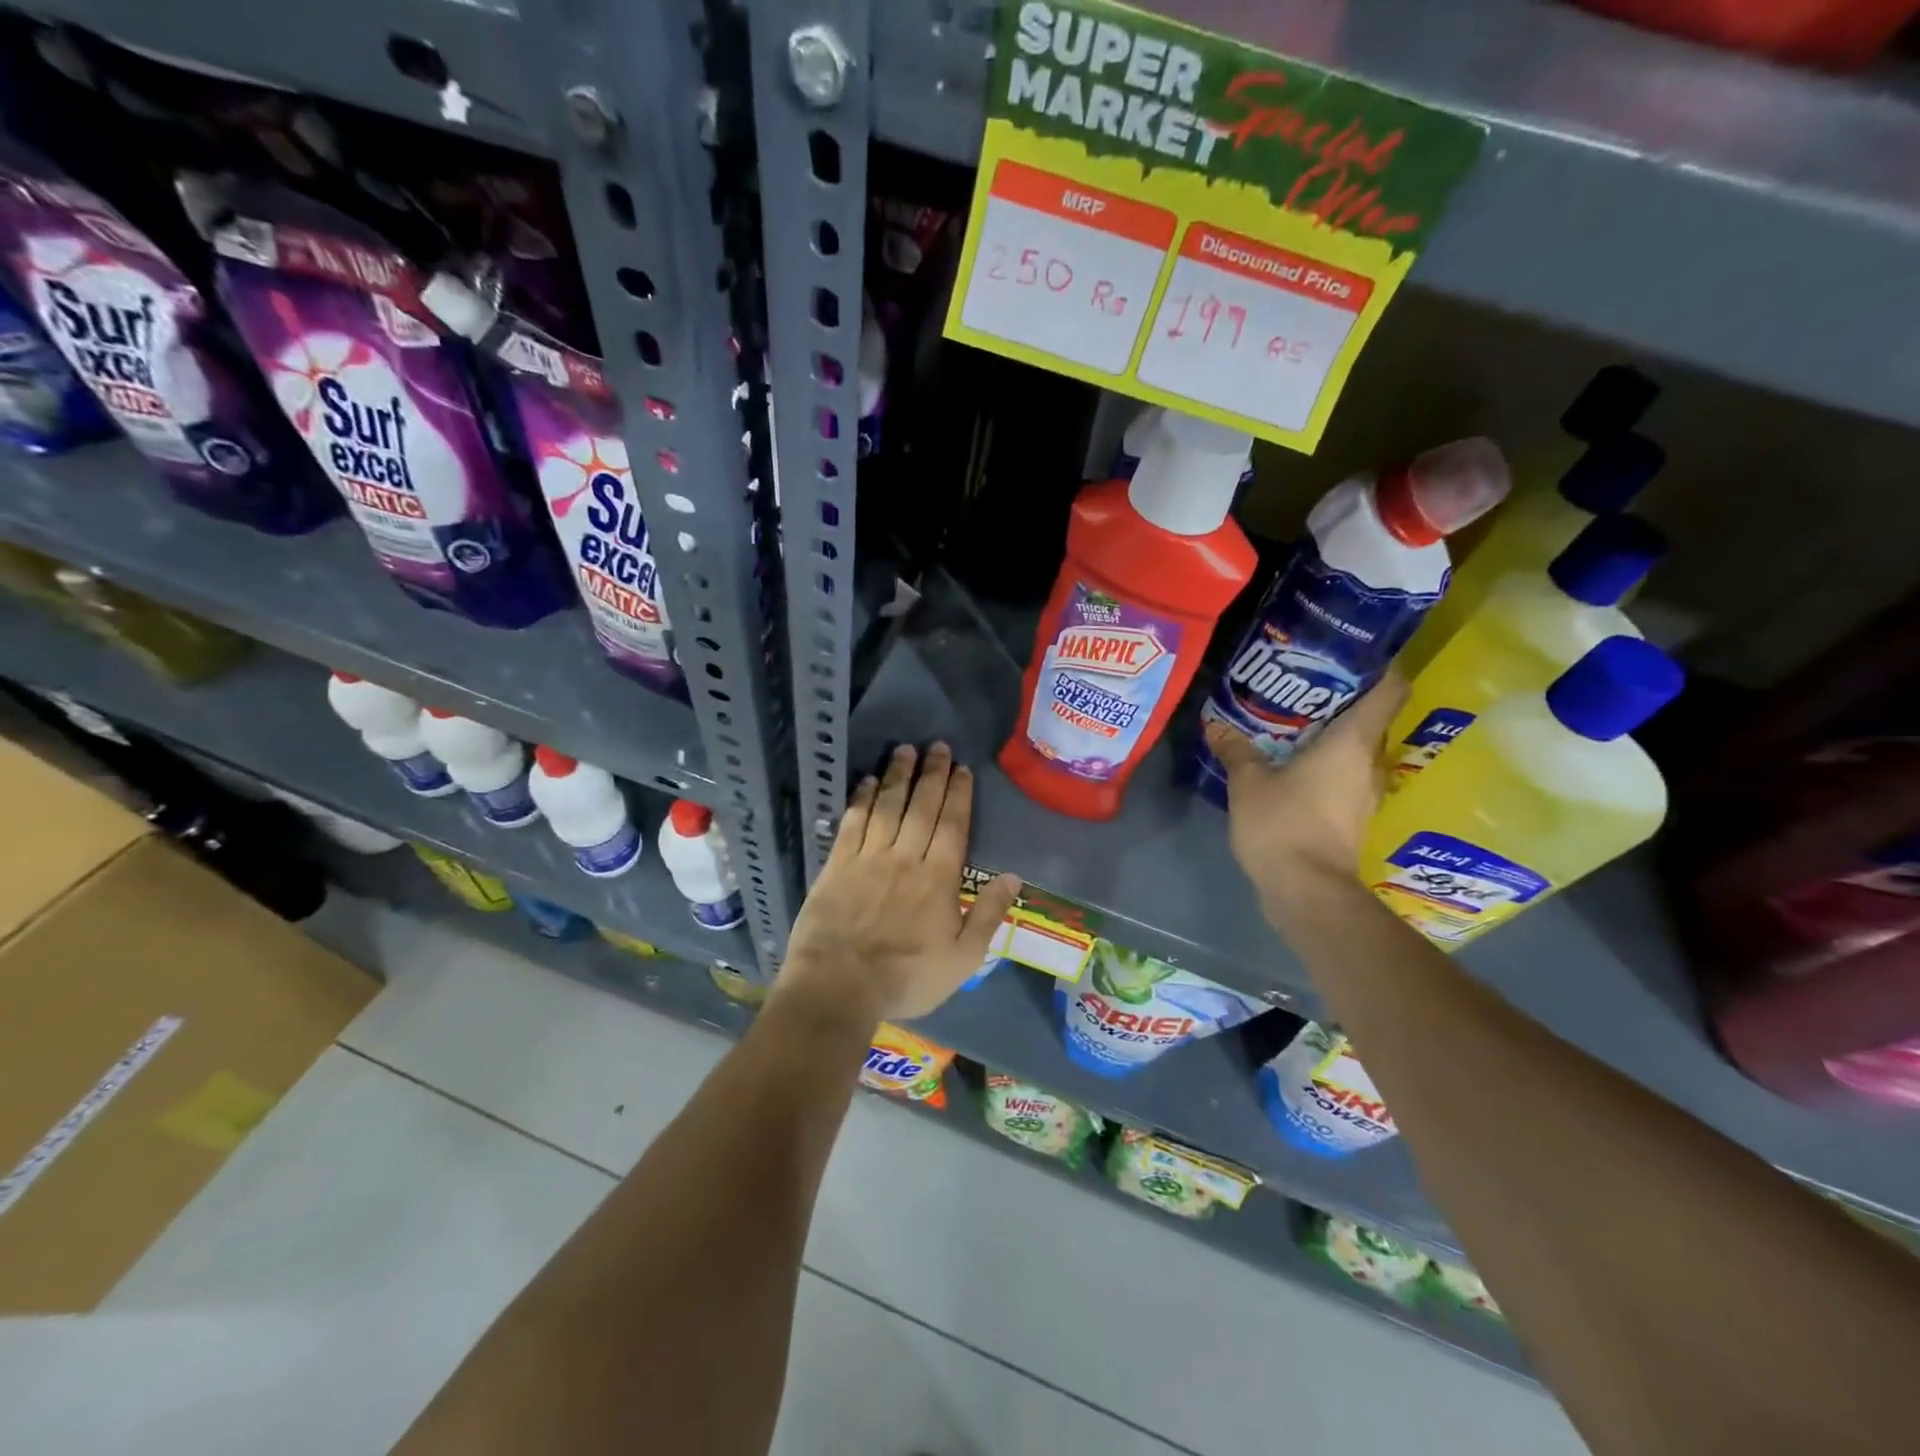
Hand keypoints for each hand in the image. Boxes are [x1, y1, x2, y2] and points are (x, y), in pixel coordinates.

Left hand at [779, 742, 1022, 1023]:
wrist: (839, 986)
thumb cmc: (907, 978)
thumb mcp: (963, 958)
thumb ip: (989, 915)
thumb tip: (1013, 876)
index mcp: (939, 877)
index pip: (953, 825)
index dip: (959, 794)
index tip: (962, 768)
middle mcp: (906, 857)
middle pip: (922, 806)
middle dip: (932, 773)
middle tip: (938, 746)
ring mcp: (869, 857)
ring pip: (888, 806)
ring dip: (898, 776)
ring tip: (905, 750)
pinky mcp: (837, 864)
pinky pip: (853, 822)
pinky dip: (862, 799)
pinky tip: (867, 781)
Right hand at [1202, 673, 1407, 919]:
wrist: (1307, 892)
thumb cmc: (1284, 826)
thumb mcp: (1248, 783)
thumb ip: (1236, 750)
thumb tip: (1216, 724)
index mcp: (1352, 742)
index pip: (1389, 690)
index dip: (1378, 667)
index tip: (1351, 656)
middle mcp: (1369, 762)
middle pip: (1370, 719)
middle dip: (1340, 701)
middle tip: (1302, 687)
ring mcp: (1365, 792)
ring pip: (1356, 750)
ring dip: (1331, 736)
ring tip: (1292, 724)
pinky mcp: (1353, 816)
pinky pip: (1344, 776)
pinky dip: (1325, 765)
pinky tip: (1292, 765)